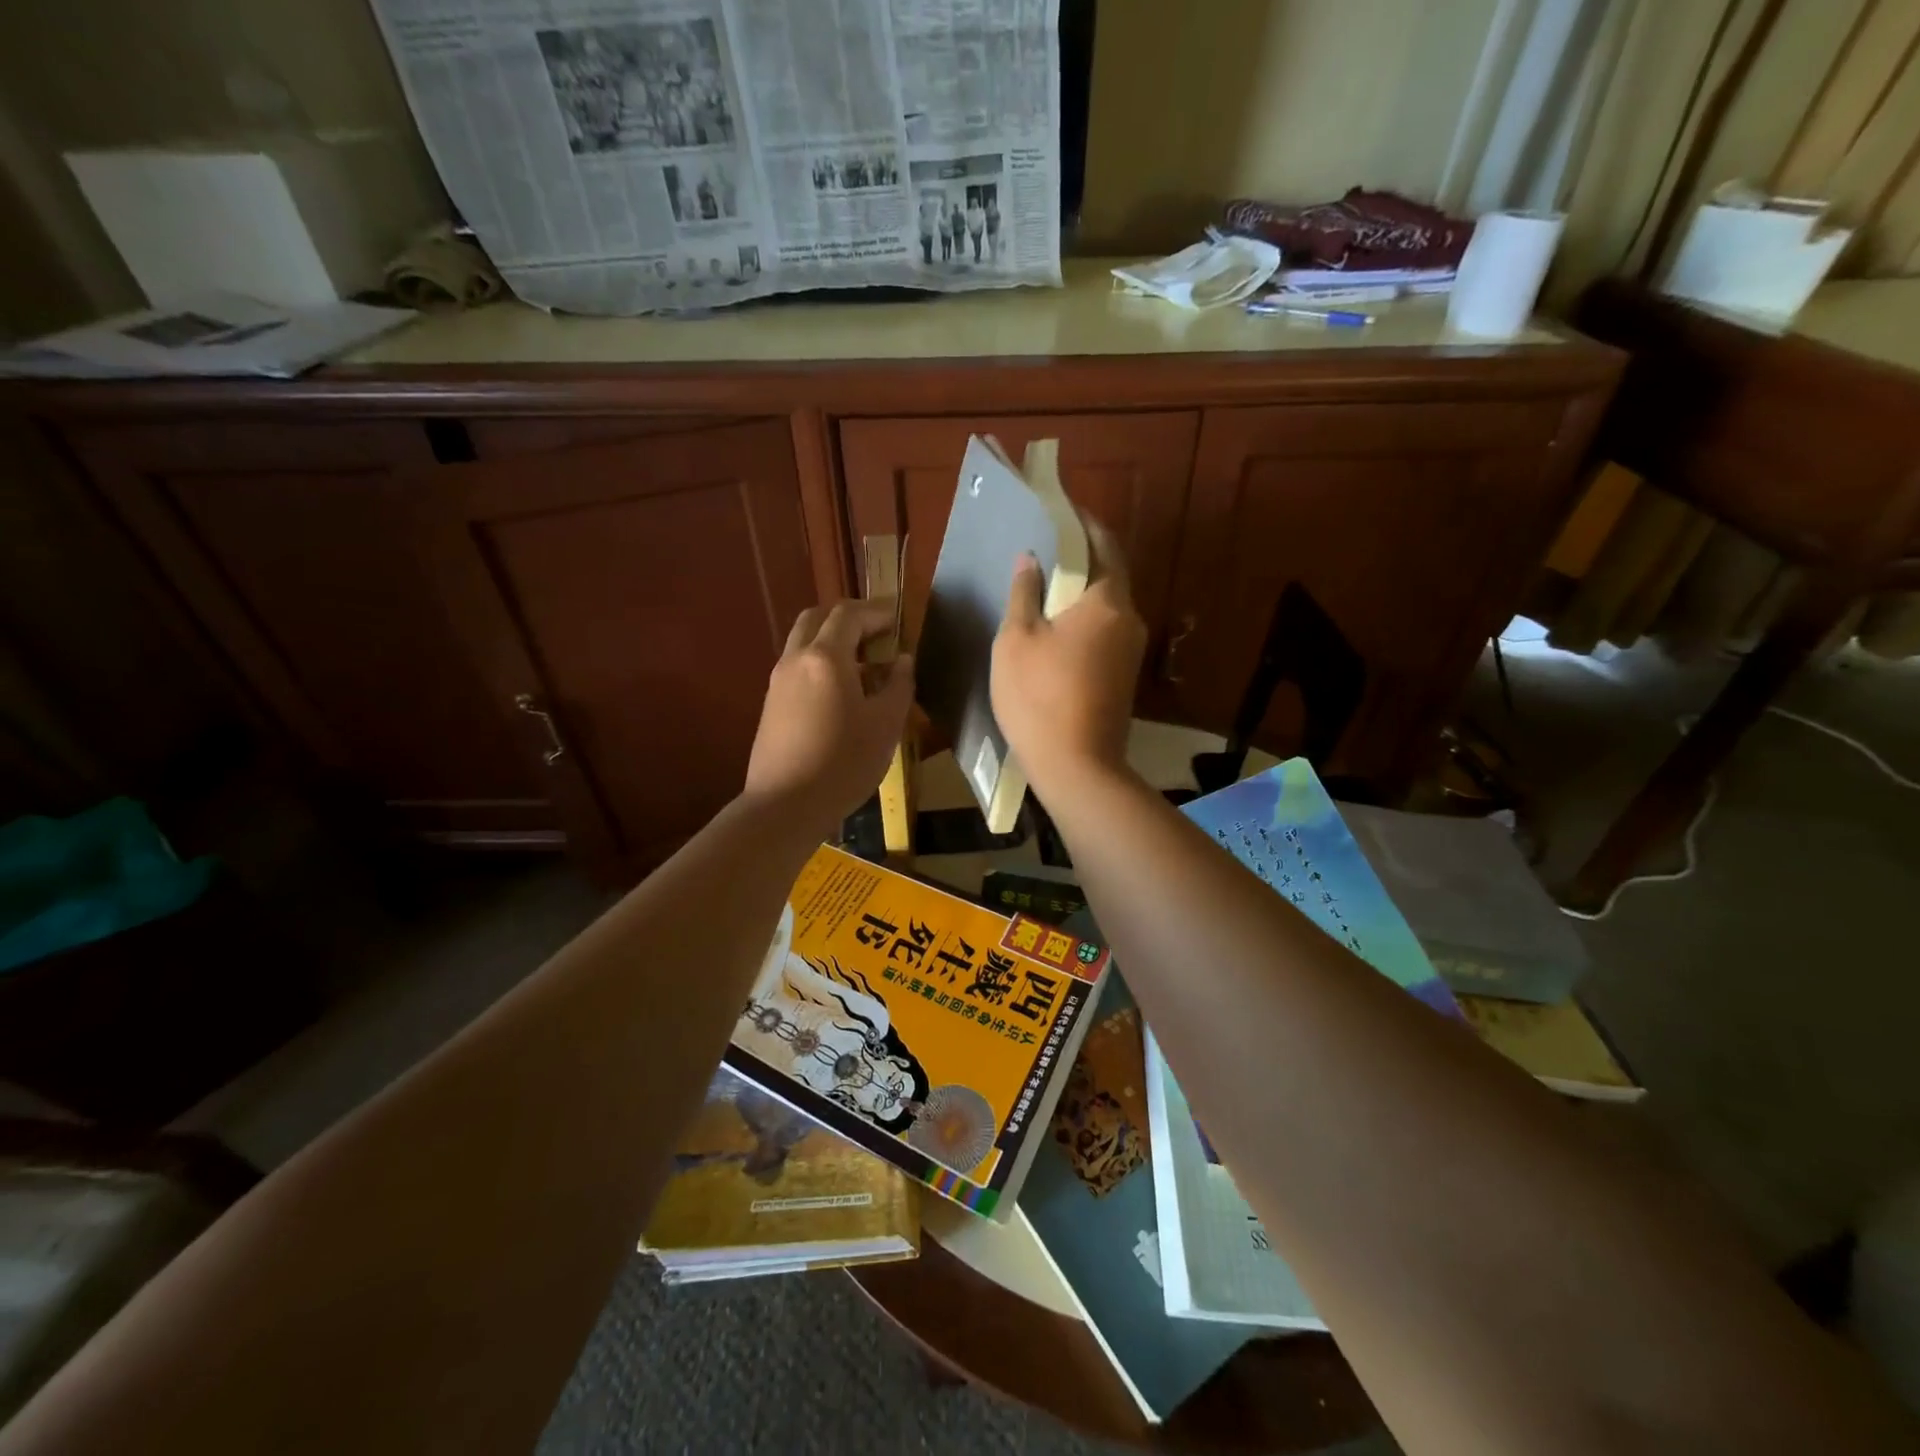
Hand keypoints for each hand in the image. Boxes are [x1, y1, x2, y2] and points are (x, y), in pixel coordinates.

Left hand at [744, 599, 913, 834]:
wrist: (785, 805)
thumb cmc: (843, 763)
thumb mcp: (886, 725)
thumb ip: (898, 685)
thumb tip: (902, 660)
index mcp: (825, 658)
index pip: (849, 615)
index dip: (877, 612)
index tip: (899, 620)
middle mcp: (796, 659)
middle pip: (818, 618)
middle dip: (849, 618)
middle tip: (877, 633)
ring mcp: (778, 681)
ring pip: (804, 641)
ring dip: (833, 639)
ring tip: (863, 663)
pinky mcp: (771, 703)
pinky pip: (798, 665)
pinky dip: (820, 661)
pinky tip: (841, 690)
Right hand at [991, 518, 1146, 795]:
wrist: (1077, 768)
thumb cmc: (1039, 697)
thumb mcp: (1016, 640)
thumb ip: (1024, 593)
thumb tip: (1030, 560)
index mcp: (1107, 600)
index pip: (1102, 543)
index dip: (1082, 522)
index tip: (1060, 509)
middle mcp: (1129, 618)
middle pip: (1108, 573)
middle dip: (1080, 556)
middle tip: (1043, 548)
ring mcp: (1131, 650)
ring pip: (1107, 605)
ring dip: (1080, 591)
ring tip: (1043, 586)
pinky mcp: (1124, 676)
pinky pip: (1105, 631)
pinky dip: (1084, 619)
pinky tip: (1056, 628)